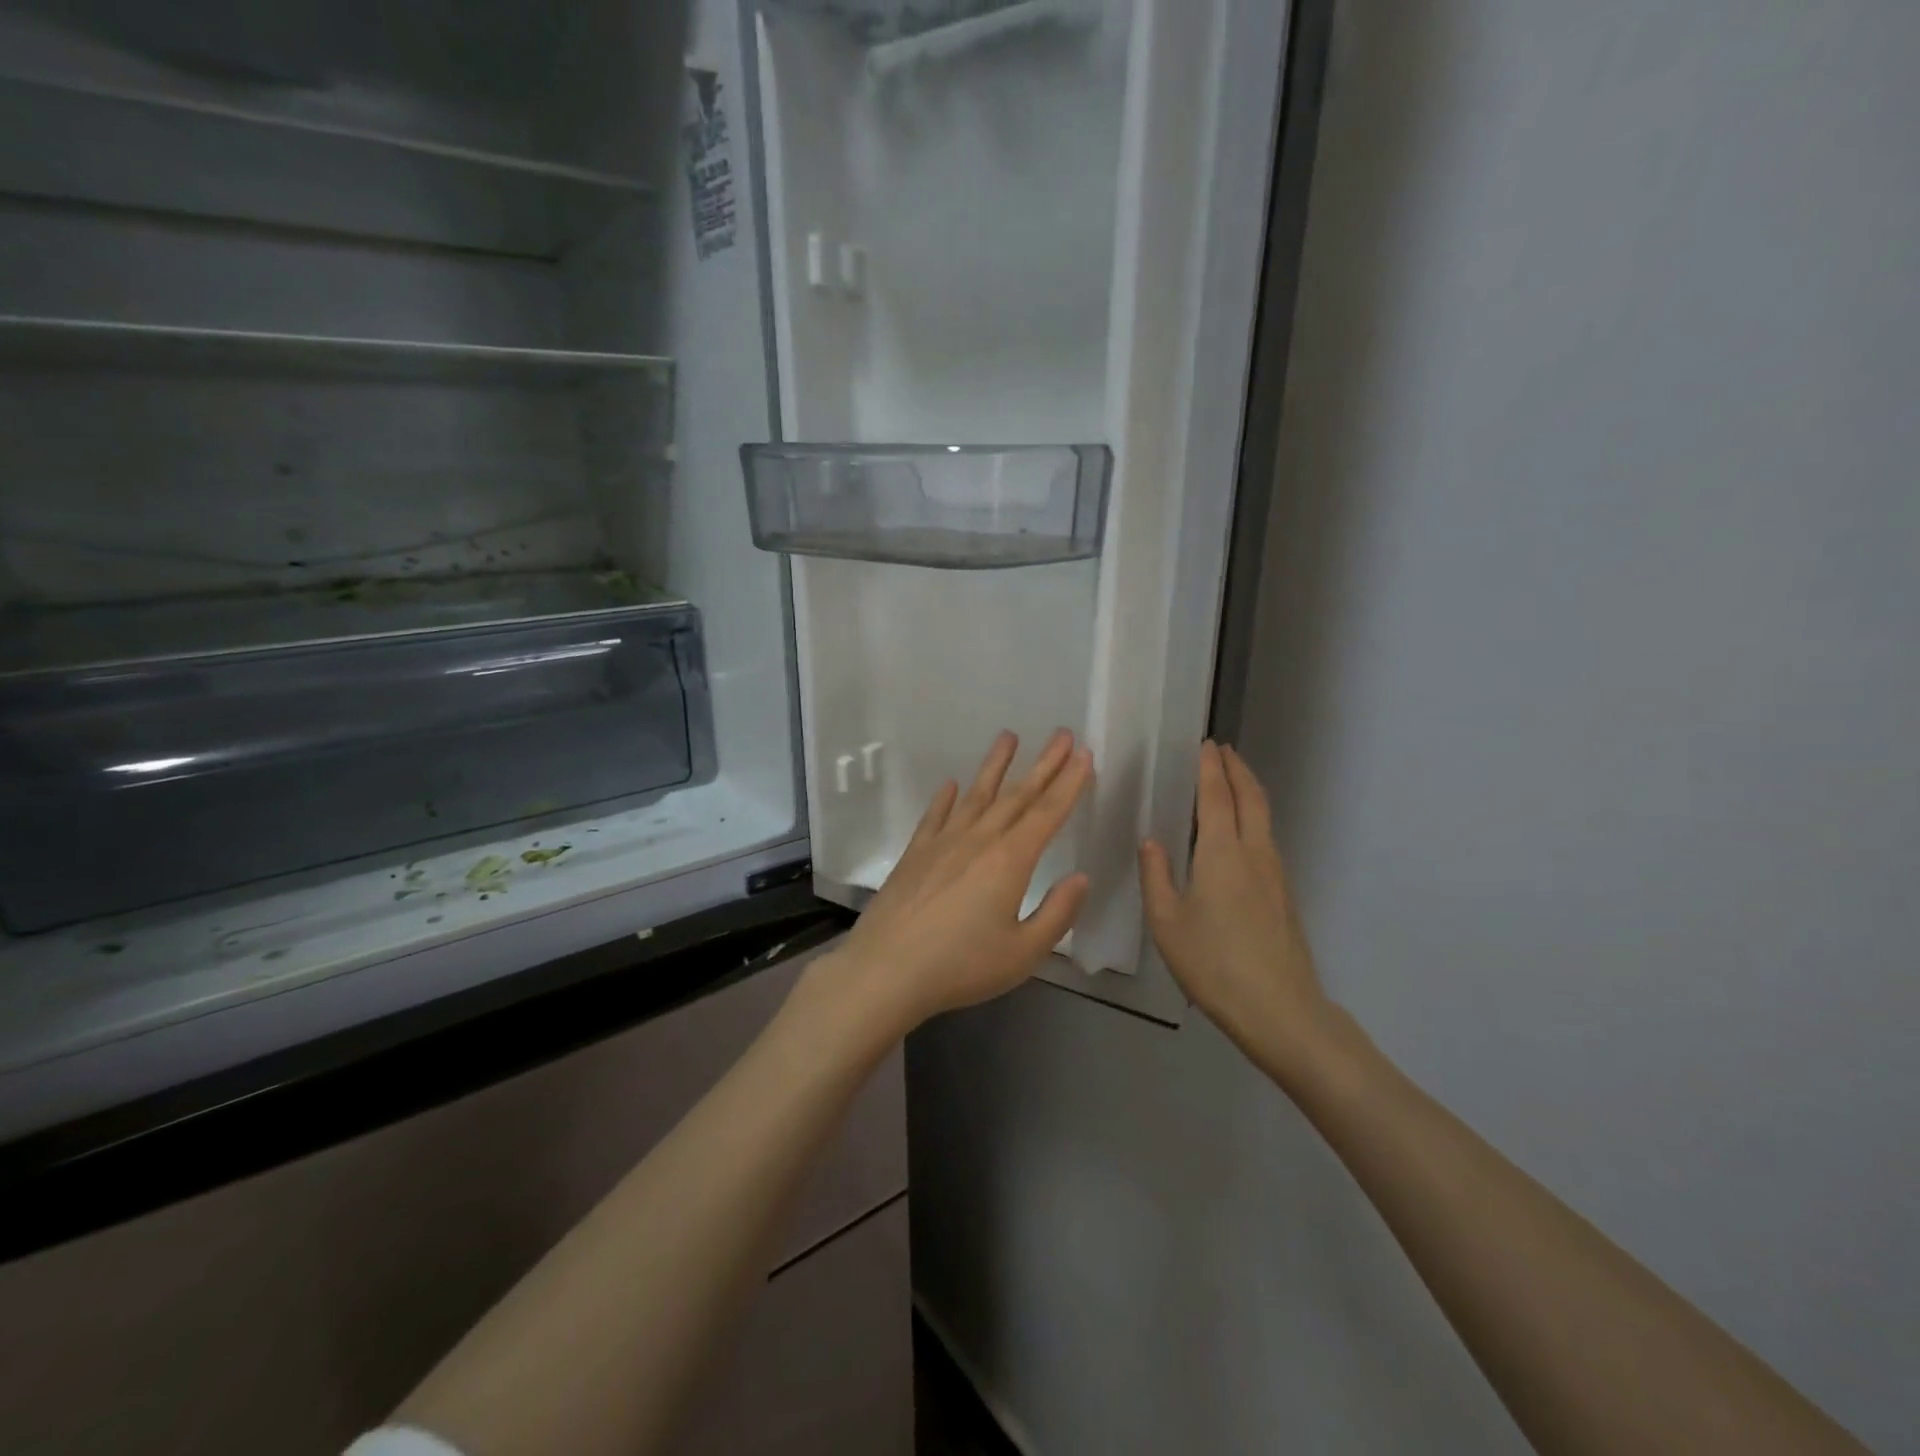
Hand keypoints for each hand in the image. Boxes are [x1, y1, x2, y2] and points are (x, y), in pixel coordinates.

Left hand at [816, 729, 1093, 1035]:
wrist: (885, 970)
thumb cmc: (960, 966)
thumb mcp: (1023, 953)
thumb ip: (1057, 914)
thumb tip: (1080, 878)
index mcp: (1010, 861)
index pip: (1047, 813)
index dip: (1069, 783)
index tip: (1083, 754)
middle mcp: (978, 840)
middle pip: (1017, 795)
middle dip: (1043, 764)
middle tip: (1061, 734)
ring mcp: (942, 843)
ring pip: (976, 795)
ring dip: (995, 766)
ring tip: (1008, 737)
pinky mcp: (914, 854)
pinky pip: (935, 816)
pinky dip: (945, 799)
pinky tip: (951, 784)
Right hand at [1140, 741, 1335, 1077]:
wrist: (1281, 1010)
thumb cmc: (1214, 964)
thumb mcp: (1167, 923)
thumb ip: (1156, 876)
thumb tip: (1152, 842)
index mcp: (1222, 853)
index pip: (1217, 796)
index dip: (1211, 767)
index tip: (1206, 745)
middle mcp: (1254, 853)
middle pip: (1251, 797)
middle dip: (1237, 769)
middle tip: (1222, 751)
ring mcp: (1275, 874)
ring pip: (1264, 817)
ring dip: (1248, 791)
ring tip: (1230, 781)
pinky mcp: (1284, 894)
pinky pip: (1266, 839)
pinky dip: (1253, 817)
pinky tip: (1238, 833)